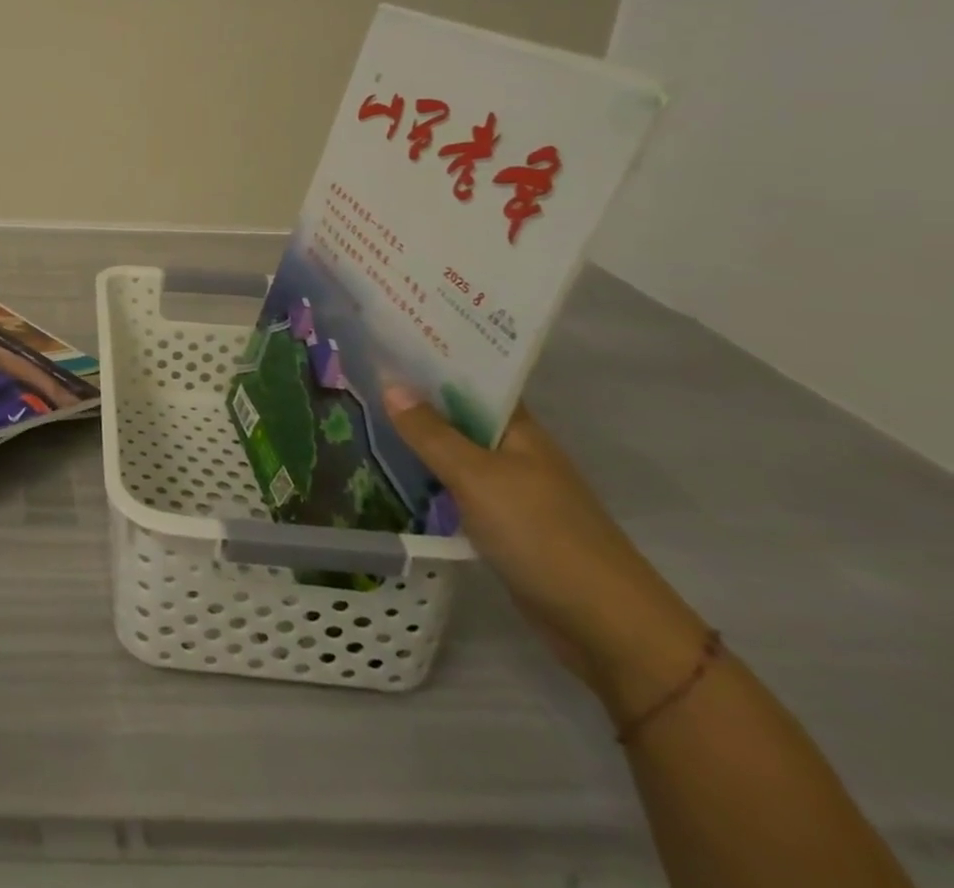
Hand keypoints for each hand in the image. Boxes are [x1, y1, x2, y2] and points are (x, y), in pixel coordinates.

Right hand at [384, 389, 707, 719]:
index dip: (432, 357)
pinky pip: (456, 486)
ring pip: (454, 450)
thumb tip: (390, 384)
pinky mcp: (502, 523)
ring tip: (362, 413)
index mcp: (518, 429)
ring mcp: (510, 488)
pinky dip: (428, 477)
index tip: (386, 338)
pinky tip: (391, 471)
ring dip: (418, 437)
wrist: (606, 626)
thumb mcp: (478, 478)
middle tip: (359, 372)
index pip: (472, 377)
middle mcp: (515, 450)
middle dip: (415, 395)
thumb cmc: (542, 535)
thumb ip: (431, 433)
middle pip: (459, 413)